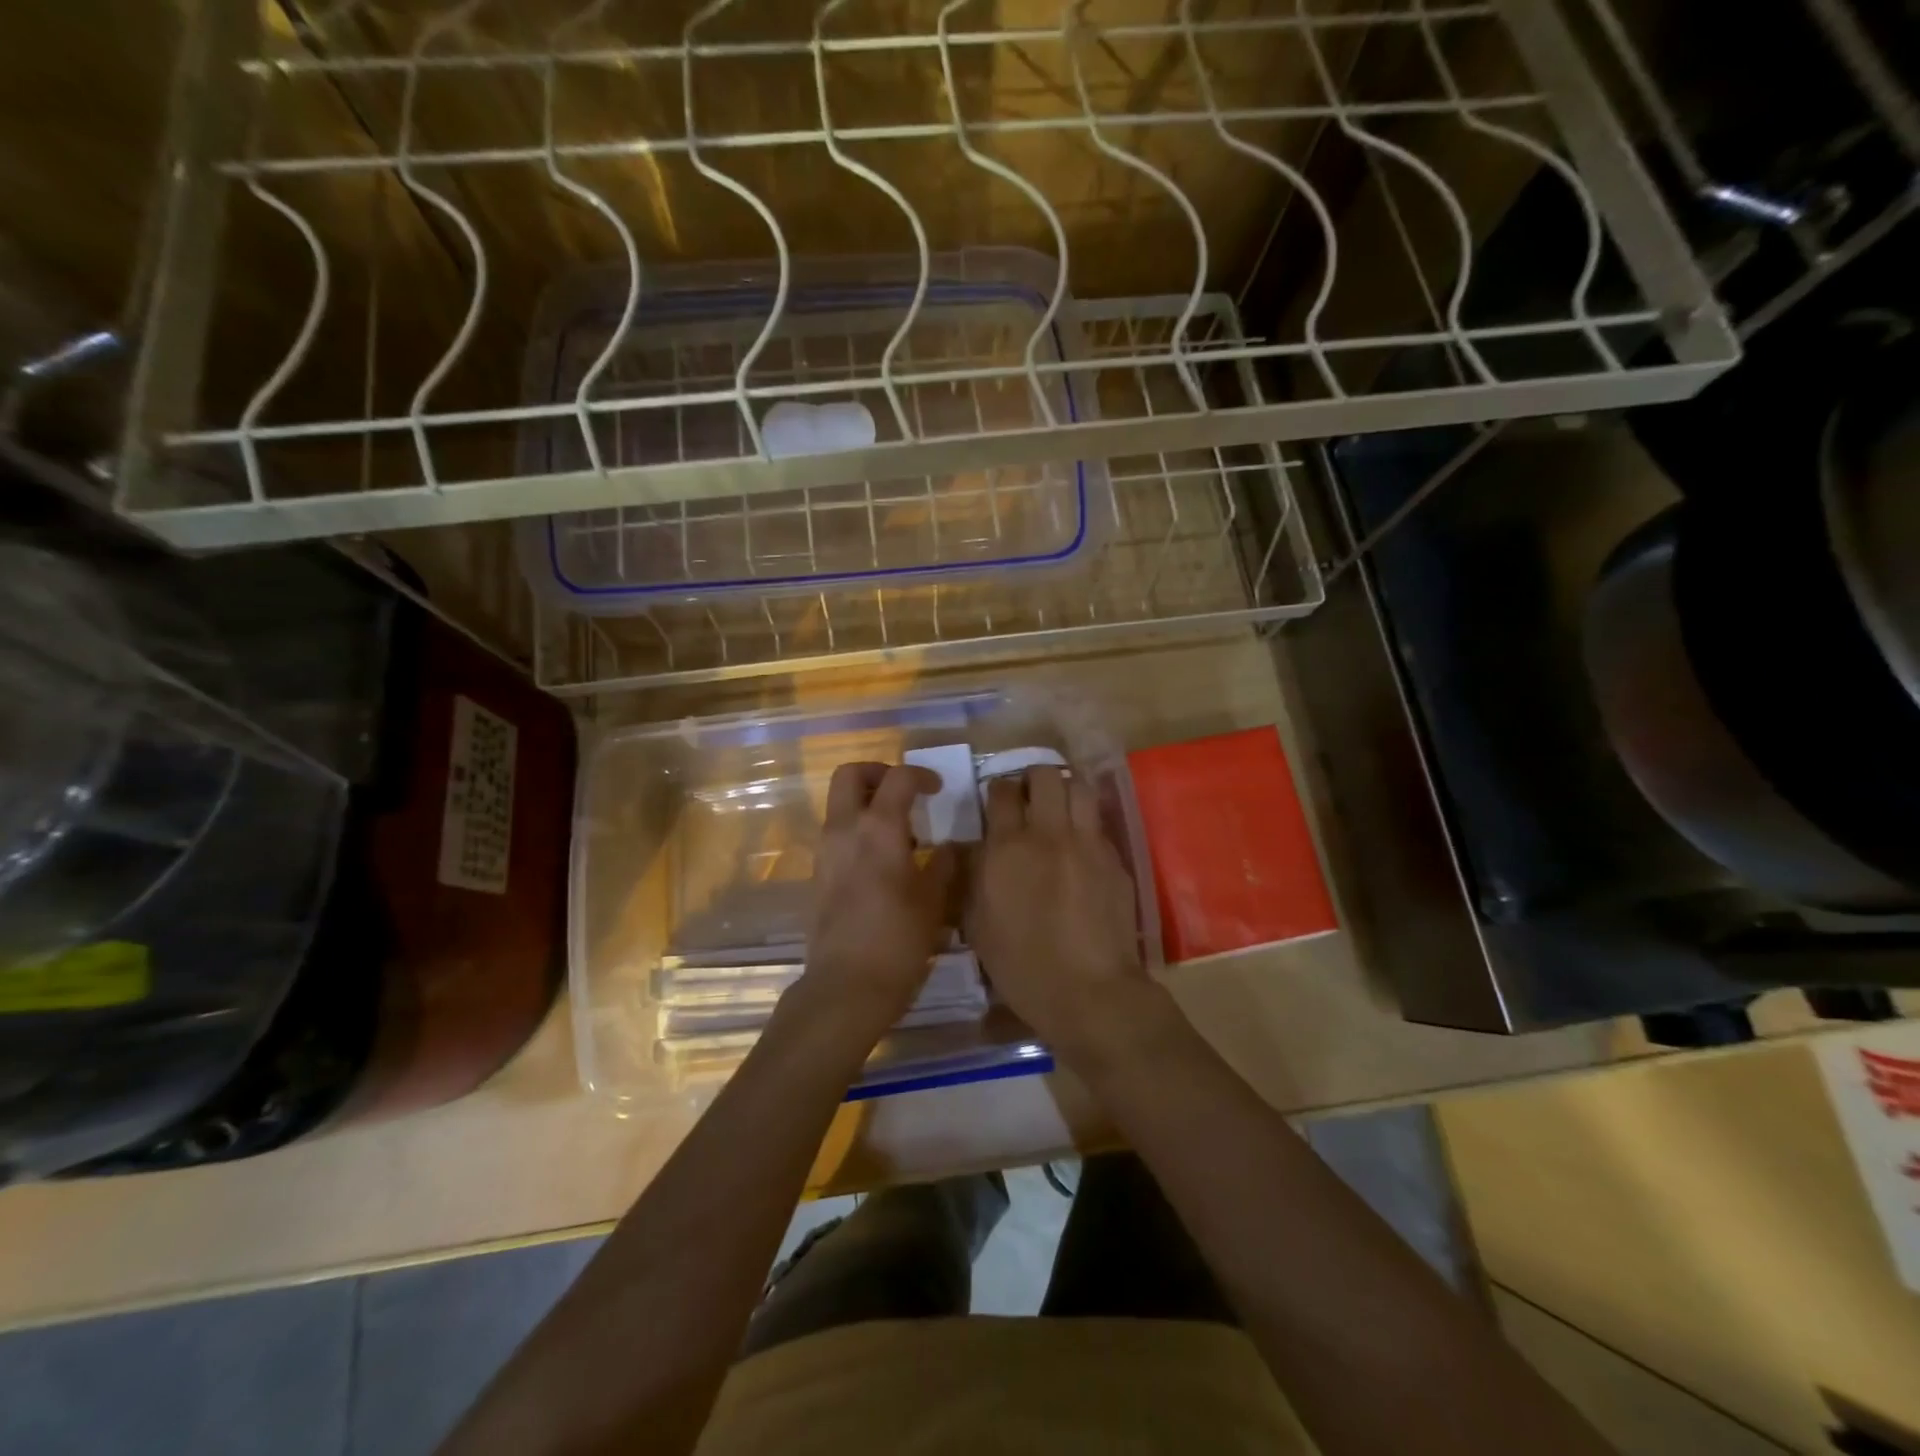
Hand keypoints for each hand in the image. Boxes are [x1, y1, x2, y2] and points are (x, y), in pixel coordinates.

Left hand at [800, 762, 953, 1038]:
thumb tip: (949, 847)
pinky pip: (836, 833)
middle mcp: (845, 830)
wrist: (845, 986)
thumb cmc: (898, 941)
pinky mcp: (818, 874)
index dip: (920, 775)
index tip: (938, 788)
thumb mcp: (934, 902)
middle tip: (904, 791)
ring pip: (839, 804)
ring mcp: (826, 851)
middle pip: (850, 775)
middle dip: (877, 772)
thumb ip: (944, 865)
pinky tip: (882, 861)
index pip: (897, 778)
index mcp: (879, 829)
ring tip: (899, 832)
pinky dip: (857, 829)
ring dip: (866, 802)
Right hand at [965, 766, 1147, 1054]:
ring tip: (1059, 809)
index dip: (999, 790)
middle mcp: (1048, 833)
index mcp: (1007, 847)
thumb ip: (973, 878)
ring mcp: (1087, 842)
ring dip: (1066, 790)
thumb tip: (975, 850)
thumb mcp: (978, 924)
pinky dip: (1086, 822)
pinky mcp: (1114, 858)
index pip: (1002, 791)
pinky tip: (1081, 844)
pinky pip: (1098, 822)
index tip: (999, 802)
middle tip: (1030, 798)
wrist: (1088, 990)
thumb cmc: (1022, 966)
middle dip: (1034, 778)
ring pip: (1079, 787)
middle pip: (1045, 774)